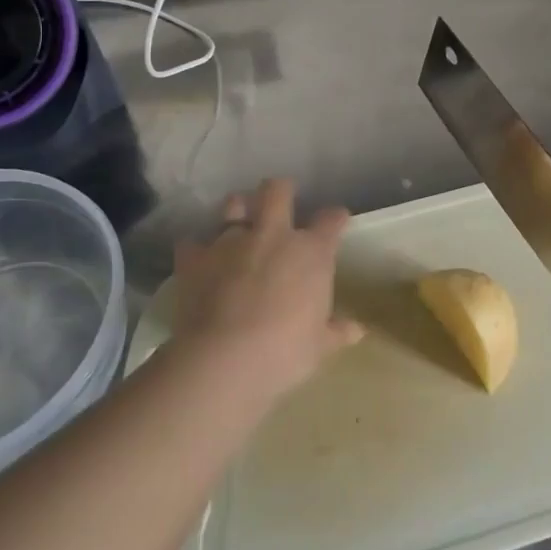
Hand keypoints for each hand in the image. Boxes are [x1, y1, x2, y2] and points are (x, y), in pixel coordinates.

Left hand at [167, 178, 363, 399]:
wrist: (224, 359)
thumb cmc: (285, 351)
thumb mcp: (318, 346)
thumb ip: (336, 331)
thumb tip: (357, 330)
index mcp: (311, 253)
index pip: (330, 221)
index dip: (335, 217)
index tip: (337, 219)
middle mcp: (273, 235)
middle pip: (277, 191)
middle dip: (281, 190)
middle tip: (281, 199)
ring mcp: (231, 242)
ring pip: (233, 204)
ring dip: (237, 209)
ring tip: (238, 221)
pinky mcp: (196, 258)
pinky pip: (192, 243)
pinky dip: (197, 249)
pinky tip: (198, 258)